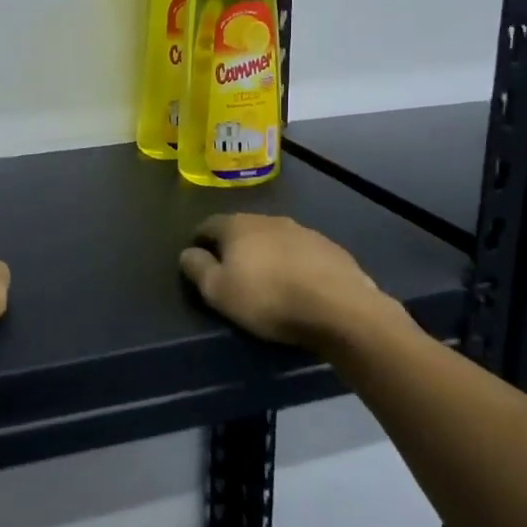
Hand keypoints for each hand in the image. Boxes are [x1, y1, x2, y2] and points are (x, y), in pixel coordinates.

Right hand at [180, 213, 402, 347]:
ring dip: (266, 253)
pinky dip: (293, 263)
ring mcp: (303, 231)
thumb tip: (188, 253)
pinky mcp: (329, 248)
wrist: (338, 307)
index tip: (198, 258)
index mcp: (238, 226)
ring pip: (274, 238)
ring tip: (266, 279)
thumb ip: (197, 268)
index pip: (209, 224)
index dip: (200, 241)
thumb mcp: (218, 291)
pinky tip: (297, 284)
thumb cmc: (268, 298)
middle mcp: (270, 219)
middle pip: (243, 228)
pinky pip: (301, 252)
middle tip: (231, 271)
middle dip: (235, 246)